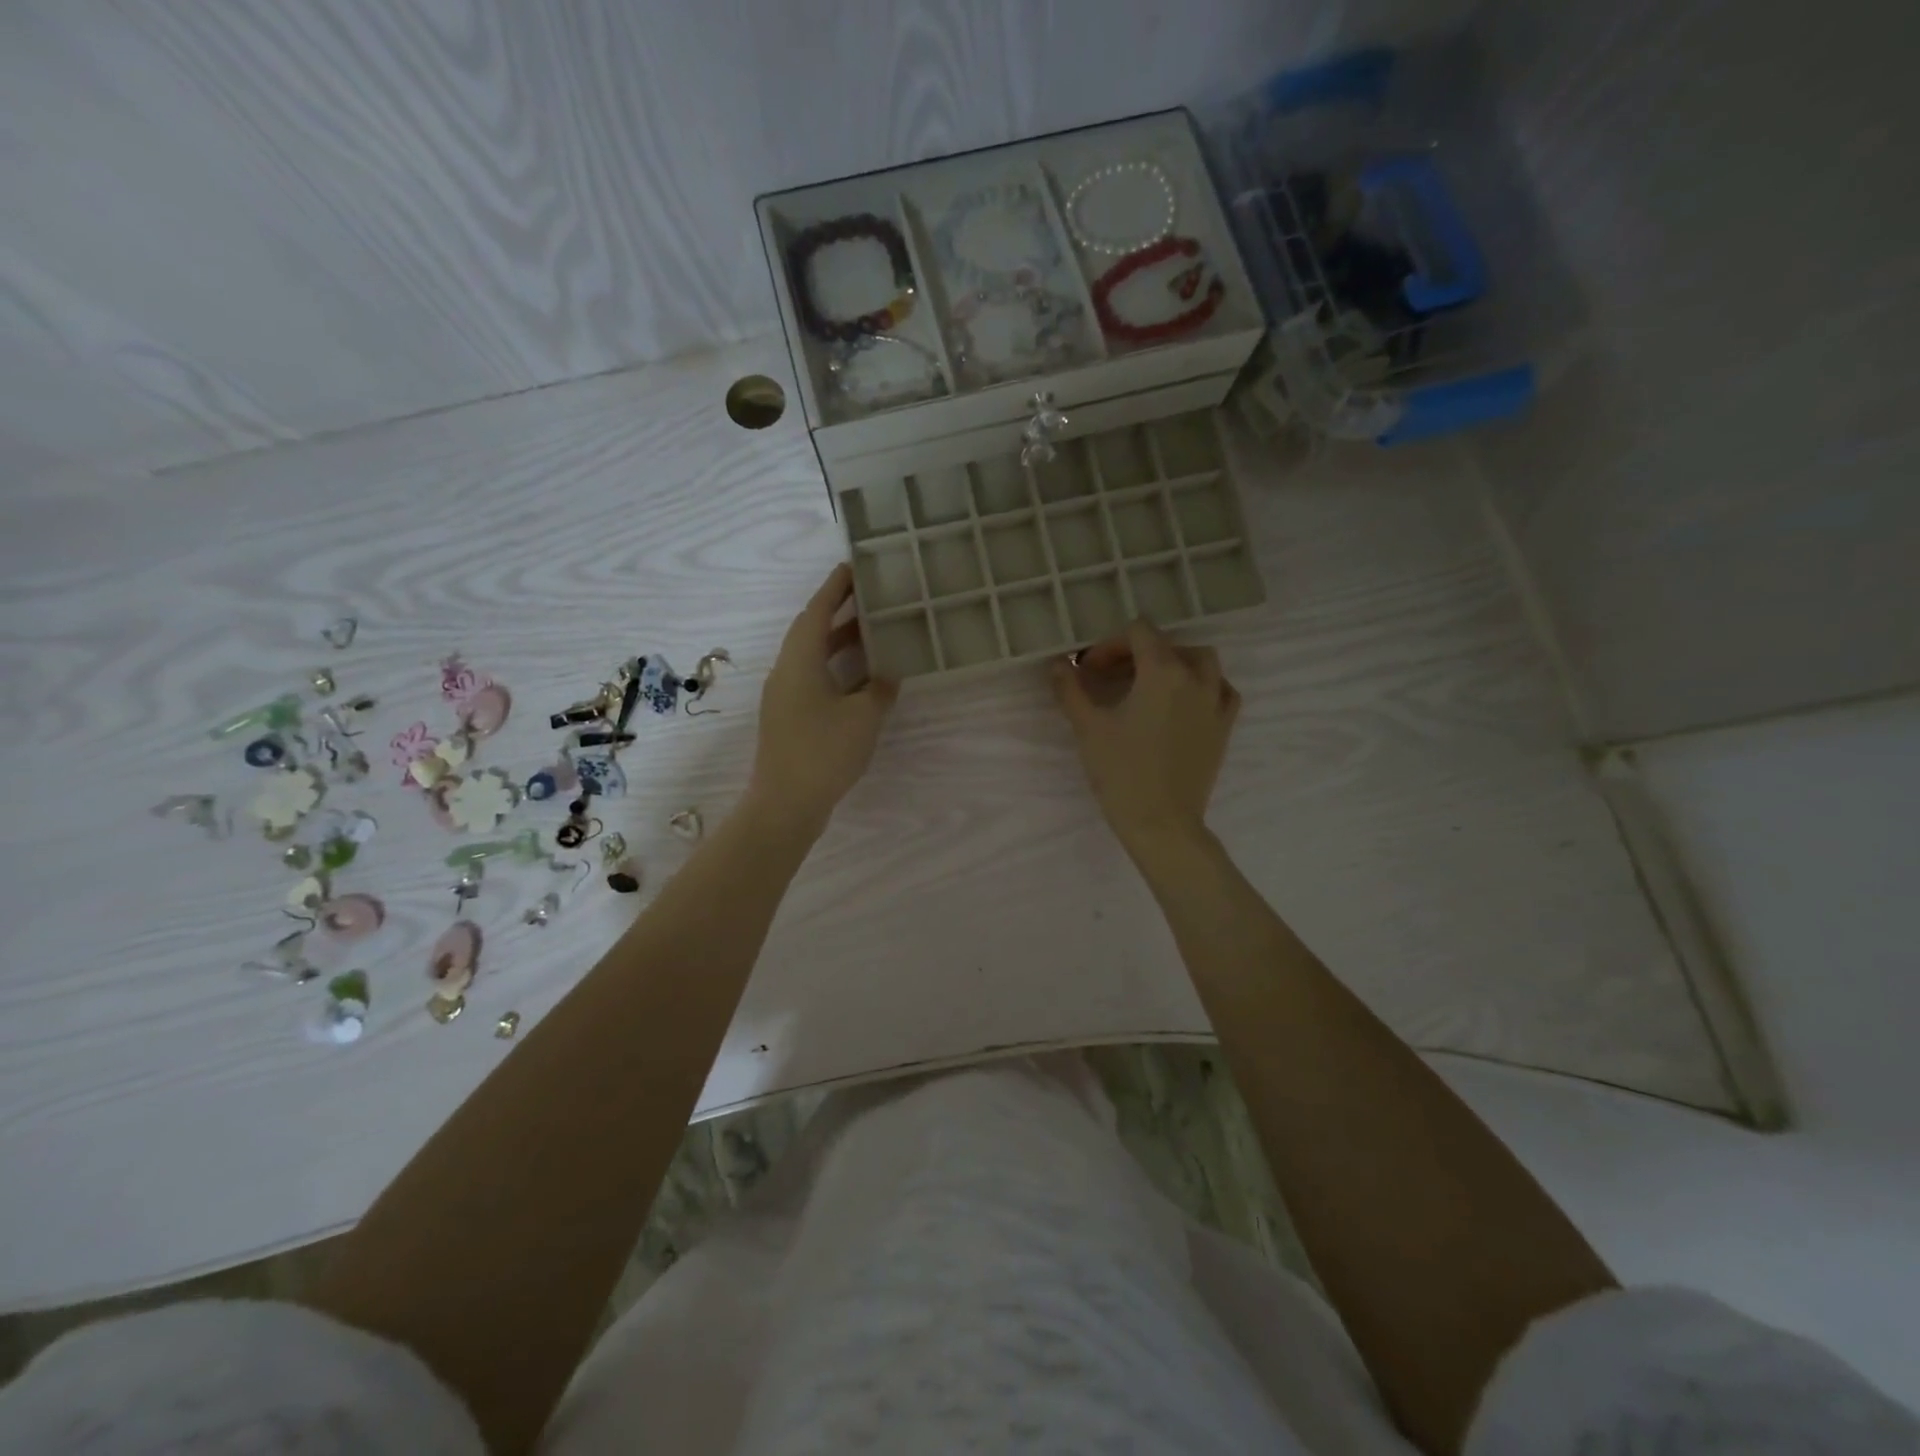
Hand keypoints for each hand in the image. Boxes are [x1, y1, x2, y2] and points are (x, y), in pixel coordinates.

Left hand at [747, 563, 898, 839]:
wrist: (785, 803)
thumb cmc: (824, 752)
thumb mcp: (863, 717)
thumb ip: (880, 689)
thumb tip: (888, 674)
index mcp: (799, 661)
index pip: (816, 611)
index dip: (834, 587)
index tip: (853, 566)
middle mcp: (786, 671)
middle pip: (811, 630)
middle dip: (839, 610)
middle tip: (870, 595)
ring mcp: (784, 695)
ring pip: (812, 656)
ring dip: (839, 641)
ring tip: (872, 630)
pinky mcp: (789, 717)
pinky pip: (813, 678)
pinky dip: (836, 668)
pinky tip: (862, 676)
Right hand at [1051, 619, 1239, 854]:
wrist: (1161, 821)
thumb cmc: (1121, 772)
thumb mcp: (1088, 727)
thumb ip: (1070, 689)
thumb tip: (1057, 663)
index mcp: (1161, 672)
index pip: (1139, 633)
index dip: (1110, 644)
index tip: (1089, 670)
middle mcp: (1194, 678)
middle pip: (1168, 644)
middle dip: (1137, 652)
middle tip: (1111, 677)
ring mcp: (1215, 702)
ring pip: (1202, 661)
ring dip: (1174, 662)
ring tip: (1150, 683)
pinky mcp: (1224, 726)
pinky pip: (1222, 690)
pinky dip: (1204, 685)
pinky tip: (1185, 700)